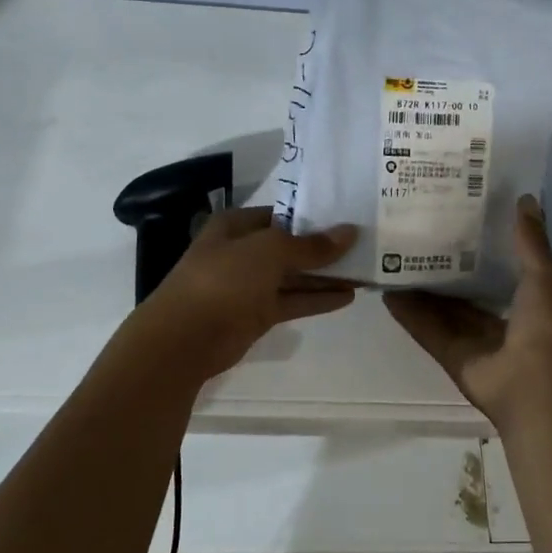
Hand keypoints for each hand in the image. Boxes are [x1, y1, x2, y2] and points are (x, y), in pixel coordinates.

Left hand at [123, 207, 359, 383]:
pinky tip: (348, 296)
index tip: (350, 216)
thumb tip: (349, 232)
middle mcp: (242, 251)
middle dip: (325, 247)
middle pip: (291, 245)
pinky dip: (317, 298)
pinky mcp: (256, 314)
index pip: (283, 213)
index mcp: (237, 225)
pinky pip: (292, 300)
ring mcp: (249, 284)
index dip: (315, 215)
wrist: (185, 339)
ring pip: (294, 275)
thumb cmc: (224, 280)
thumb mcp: (270, 252)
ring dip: (326, 274)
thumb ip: (311, 245)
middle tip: (366, 244)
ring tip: (365, 270)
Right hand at [384, 195, 551, 425]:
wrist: (535, 385)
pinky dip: (408, 313)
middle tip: (419, 233)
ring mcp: (472, 339)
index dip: (483, 245)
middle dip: (446, 265)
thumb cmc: (546, 326)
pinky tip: (387, 291)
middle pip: (466, 289)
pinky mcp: (450, 354)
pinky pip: (426, 329)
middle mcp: (499, 319)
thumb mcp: (543, 276)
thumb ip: (530, 241)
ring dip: (421, 288)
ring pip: (442, 308)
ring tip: (395, 257)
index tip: (460, 216)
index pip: (501, 268)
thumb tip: (524, 198)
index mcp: (528, 300)